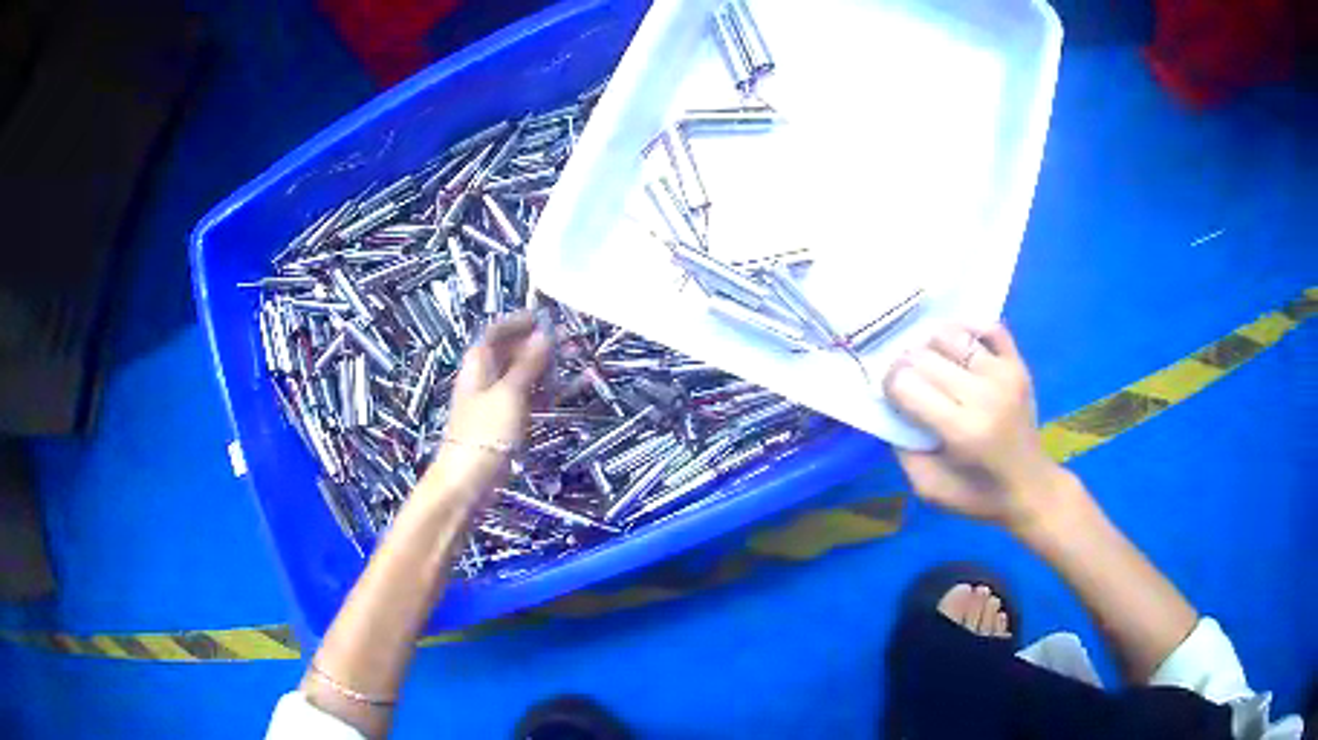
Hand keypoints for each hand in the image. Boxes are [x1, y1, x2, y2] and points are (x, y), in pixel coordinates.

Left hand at [418, 312, 551, 506]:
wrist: (468, 480)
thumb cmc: (485, 432)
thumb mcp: (510, 393)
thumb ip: (529, 363)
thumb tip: (546, 334)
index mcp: (479, 363)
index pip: (497, 331)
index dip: (520, 322)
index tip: (547, 318)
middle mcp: (484, 376)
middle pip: (510, 351)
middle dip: (536, 344)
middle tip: (568, 343)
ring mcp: (493, 399)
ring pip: (519, 374)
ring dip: (542, 368)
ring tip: (569, 365)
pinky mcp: (502, 421)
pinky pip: (524, 396)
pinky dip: (540, 391)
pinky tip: (559, 392)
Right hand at [883, 323, 1073, 532]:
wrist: (1030, 488)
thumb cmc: (978, 495)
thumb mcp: (929, 489)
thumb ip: (904, 451)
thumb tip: (891, 410)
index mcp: (962, 430)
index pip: (907, 386)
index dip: (889, 386)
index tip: (890, 396)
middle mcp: (984, 395)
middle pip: (925, 357)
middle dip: (905, 365)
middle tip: (905, 381)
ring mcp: (1004, 375)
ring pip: (952, 335)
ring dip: (931, 345)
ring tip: (930, 362)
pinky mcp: (1018, 365)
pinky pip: (990, 327)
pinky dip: (968, 327)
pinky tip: (957, 344)